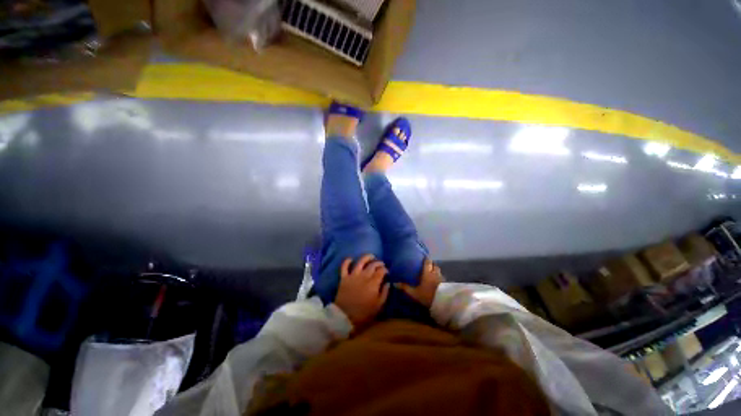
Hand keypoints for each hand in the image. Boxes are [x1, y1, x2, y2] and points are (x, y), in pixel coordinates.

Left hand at [334, 254, 389, 328]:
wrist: (344, 317)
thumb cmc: (364, 313)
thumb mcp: (379, 306)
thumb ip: (384, 293)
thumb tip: (388, 283)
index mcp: (373, 283)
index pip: (381, 271)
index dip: (385, 270)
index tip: (387, 272)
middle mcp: (364, 276)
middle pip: (373, 265)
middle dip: (378, 263)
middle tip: (381, 264)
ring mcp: (353, 275)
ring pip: (360, 261)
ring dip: (367, 257)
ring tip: (371, 256)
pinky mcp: (344, 278)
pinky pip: (344, 266)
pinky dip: (347, 261)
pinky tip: (351, 259)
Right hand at [395, 259, 443, 308]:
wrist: (443, 302)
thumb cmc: (428, 295)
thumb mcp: (414, 293)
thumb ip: (405, 288)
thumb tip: (395, 283)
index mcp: (427, 273)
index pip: (427, 262)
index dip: (426, 259)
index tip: (424, 257)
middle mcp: (435, 273)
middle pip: (434, 265)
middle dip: (432, 264)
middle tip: (428, 265)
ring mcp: (442, 279)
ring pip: (439, 272)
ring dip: (436, 271)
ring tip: (433, 274)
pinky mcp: (447, 285)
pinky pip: (443, 279)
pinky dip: (440, 279)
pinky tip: (438, 283)